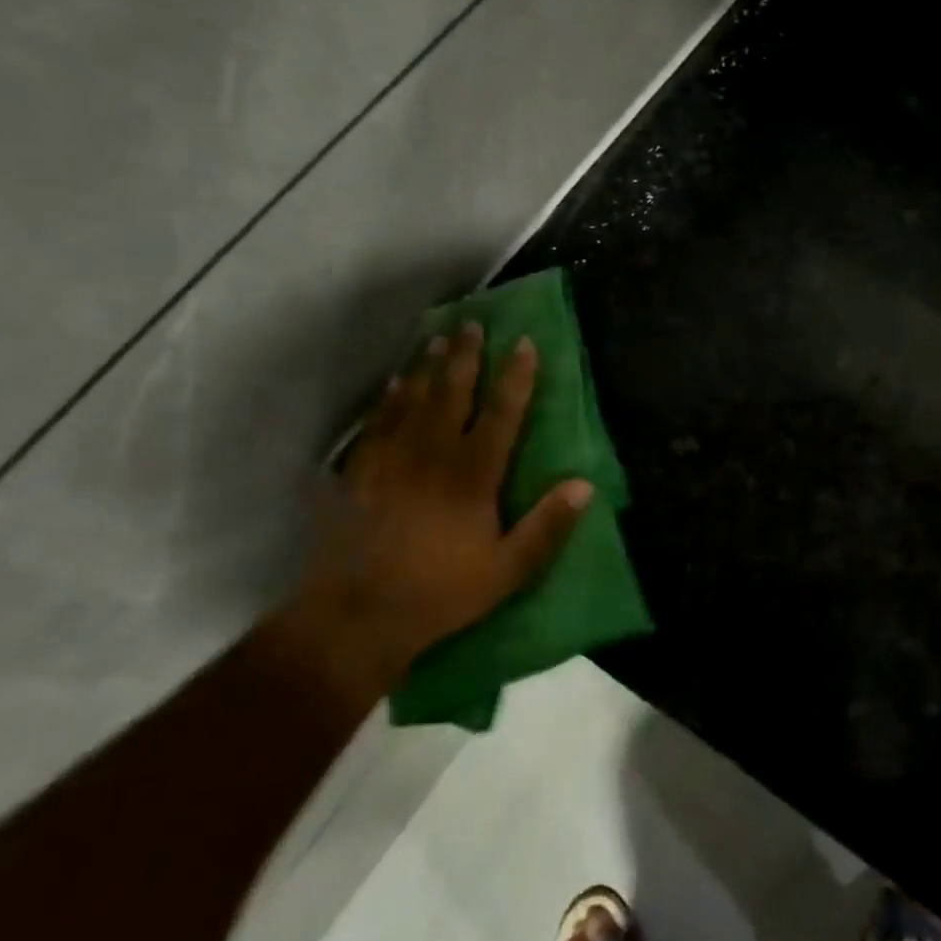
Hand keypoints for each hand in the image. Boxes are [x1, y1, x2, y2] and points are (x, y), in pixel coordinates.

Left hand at [306, 322, 592, 675]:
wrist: (356, 616)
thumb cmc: (441, 593)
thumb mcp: (507, 570)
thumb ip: (547, 527)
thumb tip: (584, 485)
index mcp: (473, 476)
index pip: (501, 414)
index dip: (516, 378)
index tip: (525, 344)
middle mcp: (432, 455)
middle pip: (453, 393)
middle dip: (467, 356)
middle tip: (473, 324)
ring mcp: (391, 459)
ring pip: (414, 399)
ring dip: (429, 366)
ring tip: (439, 337)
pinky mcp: (359, 471)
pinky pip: (377, 421)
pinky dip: (390, 397)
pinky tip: (396, 382)